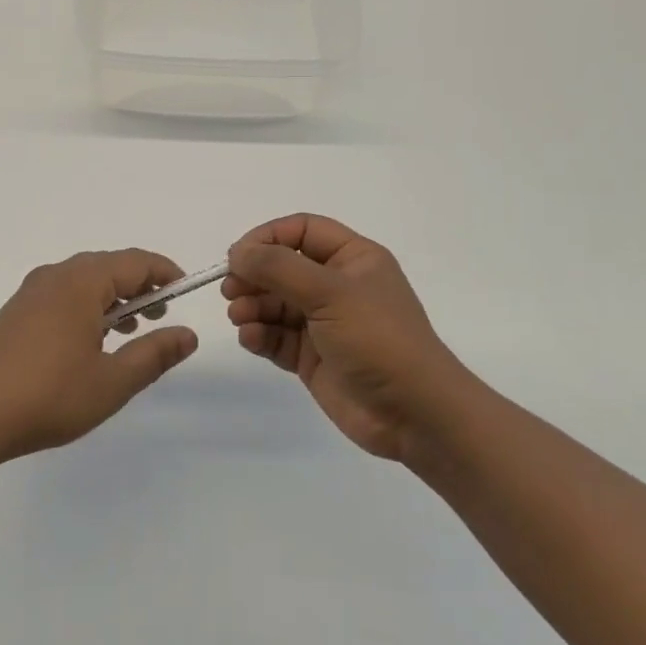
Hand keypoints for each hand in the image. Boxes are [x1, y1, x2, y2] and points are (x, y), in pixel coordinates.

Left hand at [0, 249, 199, 459]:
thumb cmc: (49, 397)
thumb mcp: (112, 381)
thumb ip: (154, 354)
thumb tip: (188, 335)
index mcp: (80, 283)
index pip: (134, 261)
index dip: (165, 272)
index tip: (185, 292)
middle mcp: (54, 276)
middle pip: (108, 265)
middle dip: (139, 285)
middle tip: (161, 315)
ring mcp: (30, 292)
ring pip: (83, 280)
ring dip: (113, 296)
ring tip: (131, 329)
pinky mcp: (16, 311)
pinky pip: (62, 293)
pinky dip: (87, 305)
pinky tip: (91, 339)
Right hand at [223, 214, 471, 462]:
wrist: (414, 414)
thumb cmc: (378, 339)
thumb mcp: (329, 292)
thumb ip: (278, 267)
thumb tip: (237, 253)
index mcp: (352, 259)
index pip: (301, 230)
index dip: (267, 237)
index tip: (238, 256)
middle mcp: (336, 286)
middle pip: (281, 267)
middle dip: (253, 276)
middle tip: (231, 290)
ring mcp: (323, 323)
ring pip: (273, 303)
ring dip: (251, 306)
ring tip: (240, 317)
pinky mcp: (311, 356)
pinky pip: (275, 336)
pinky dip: (258, 335)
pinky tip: (251, 339)